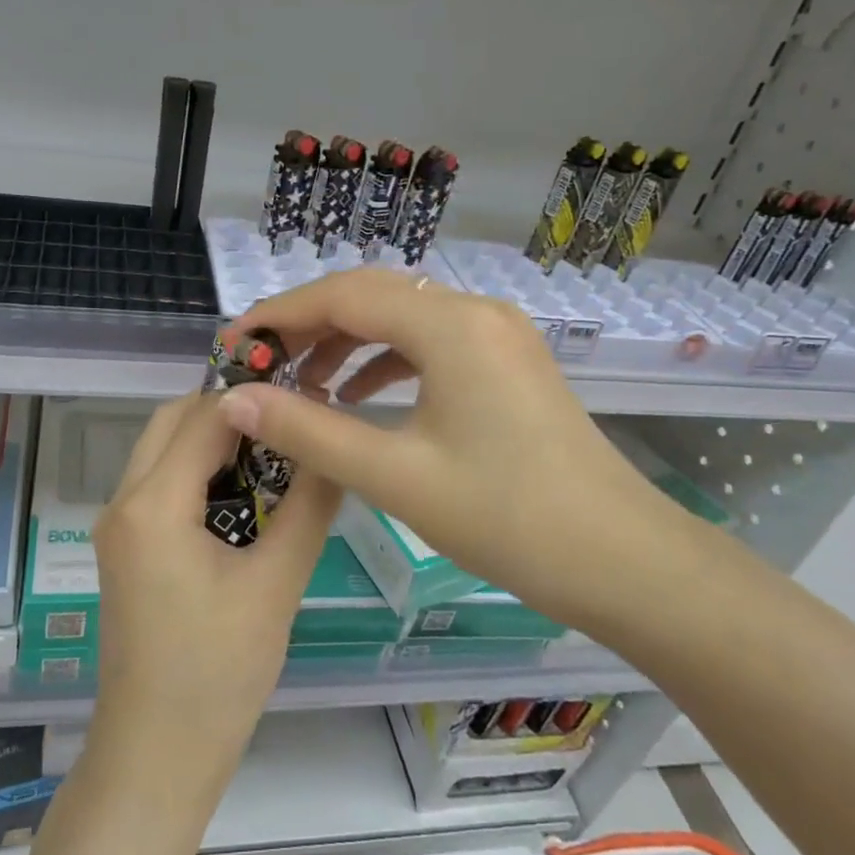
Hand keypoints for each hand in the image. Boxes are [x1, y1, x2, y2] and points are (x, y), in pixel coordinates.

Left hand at [87, 391, 342, 802]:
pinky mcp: (127, 548)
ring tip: (277, 452)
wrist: (156, 757)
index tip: (309, 394)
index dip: (257, 398)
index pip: (205, 417)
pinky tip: (248, 493)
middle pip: (173, 421)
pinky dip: (200, 470)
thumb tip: (335, 446)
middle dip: (231, 411)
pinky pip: (162, 483)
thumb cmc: (217, 675)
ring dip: (215, 440)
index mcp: (152, 504)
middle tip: (291, 421)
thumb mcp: (276, 585)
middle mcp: (124, 501)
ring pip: (165, 449)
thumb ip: (309, 506)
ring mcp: (119, 526)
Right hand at [215, 271, 710, 641]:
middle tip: (259, 364)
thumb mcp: (395, 475)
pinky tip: (359, 397)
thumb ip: (308, 430)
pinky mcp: (506, 361)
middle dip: (309, 326)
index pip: (343, 295)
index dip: (280, 314)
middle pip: (371, 297)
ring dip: (346, 343)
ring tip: (301, 385)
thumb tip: (235, 399)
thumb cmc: (507, 518)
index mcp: (450, 326)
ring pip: (401, 318)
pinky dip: (385, 361)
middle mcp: (475, 311)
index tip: (232, 342)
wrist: (622, 560)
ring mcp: (497, 334)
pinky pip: (430, 343)